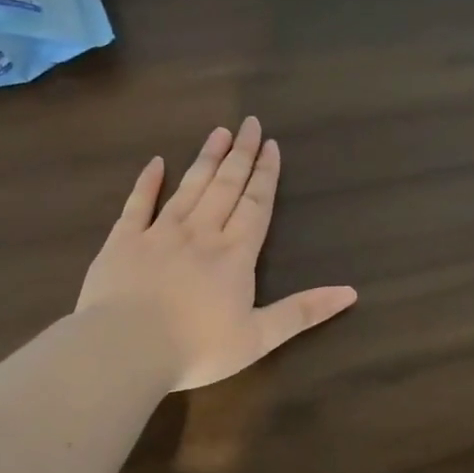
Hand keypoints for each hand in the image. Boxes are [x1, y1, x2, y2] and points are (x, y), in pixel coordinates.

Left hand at [76, 117, 357, 390]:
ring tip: (219, 132)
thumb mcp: (259, 337)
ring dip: (206, 159)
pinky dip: (147, 182)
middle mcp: (201, 233)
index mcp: (234, 254)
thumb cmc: (197, 348)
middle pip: (225, 186)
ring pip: (189, 187)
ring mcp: (159, 233)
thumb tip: (350, 292)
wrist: (125, 348)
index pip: (255, 205)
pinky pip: (137, 204)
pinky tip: (156, 162)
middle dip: (241, 155)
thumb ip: (303, 312)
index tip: (271, 145)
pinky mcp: (123, 241)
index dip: (265, 175)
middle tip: (250, 124)